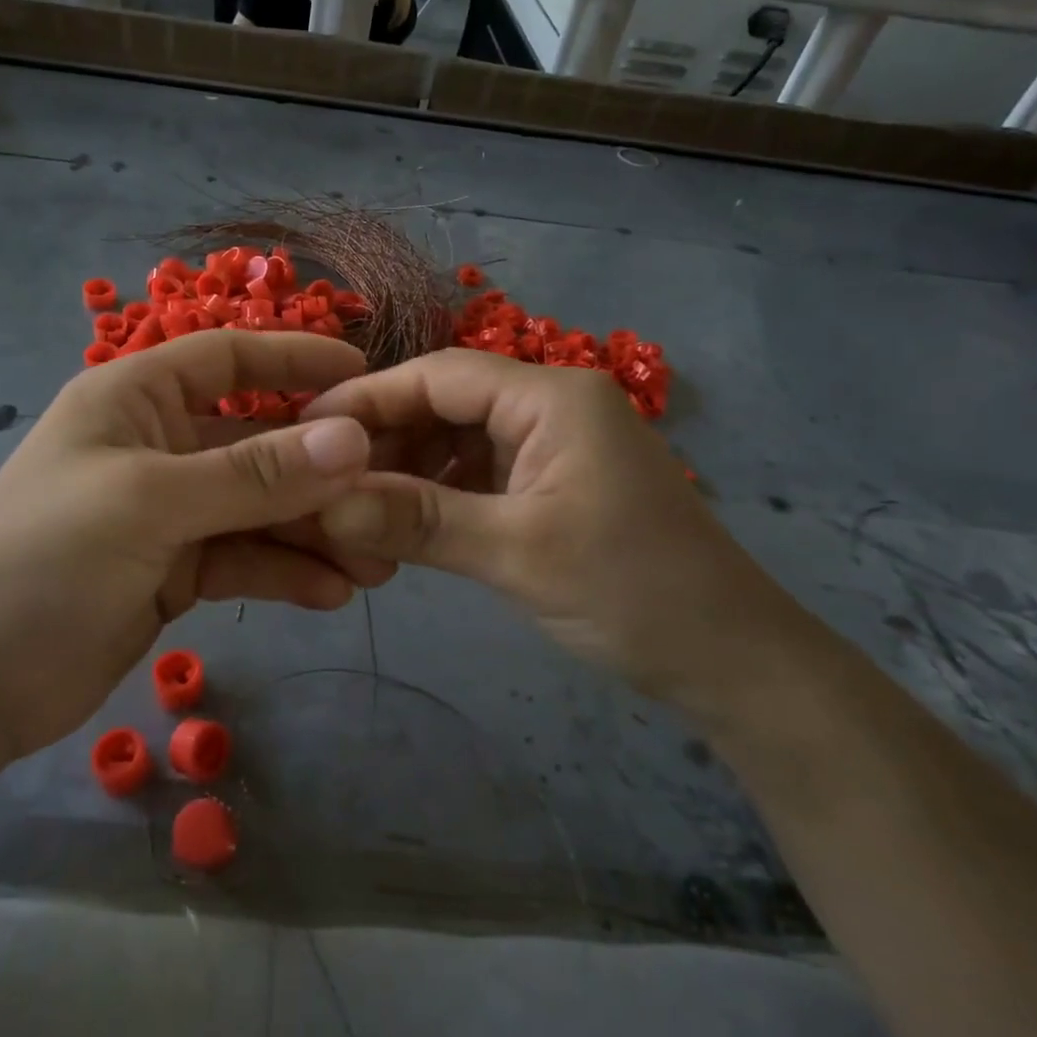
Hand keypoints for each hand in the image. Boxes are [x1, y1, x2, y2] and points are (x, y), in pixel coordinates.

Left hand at [0, 332, 391, 759]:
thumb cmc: (42, 561)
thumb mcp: (150, 504)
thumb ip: (255, 474)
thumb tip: (352, 439)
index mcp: (134, 399)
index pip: (228, 358)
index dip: (295, 362)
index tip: (365, 379)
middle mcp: (155, 445)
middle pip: (255, 442)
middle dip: (319, 470)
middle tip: (388, 496)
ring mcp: (166, 512)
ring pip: (257, 507)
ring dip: (312, 531)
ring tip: (376, 561)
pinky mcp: (172, 569)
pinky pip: (241, 557)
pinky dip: (283, 571)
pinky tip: (331, 594)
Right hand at [306, 349, 792, 701]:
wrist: (732, 661)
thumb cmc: (633, 592)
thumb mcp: (516, 553)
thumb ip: (416, 520)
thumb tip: (324, 503)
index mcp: (551, 397)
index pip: (439, 375)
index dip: (368, 398)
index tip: (305, 429)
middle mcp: (550, 406)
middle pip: (445, 403)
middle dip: (385, 440)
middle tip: (324, 481)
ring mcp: (553, 446)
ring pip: (457, 441)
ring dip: (408, 472)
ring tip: (356, 510)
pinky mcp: (553, 484)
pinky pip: (478, 474)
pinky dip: (438, 495)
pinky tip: (402, 525)